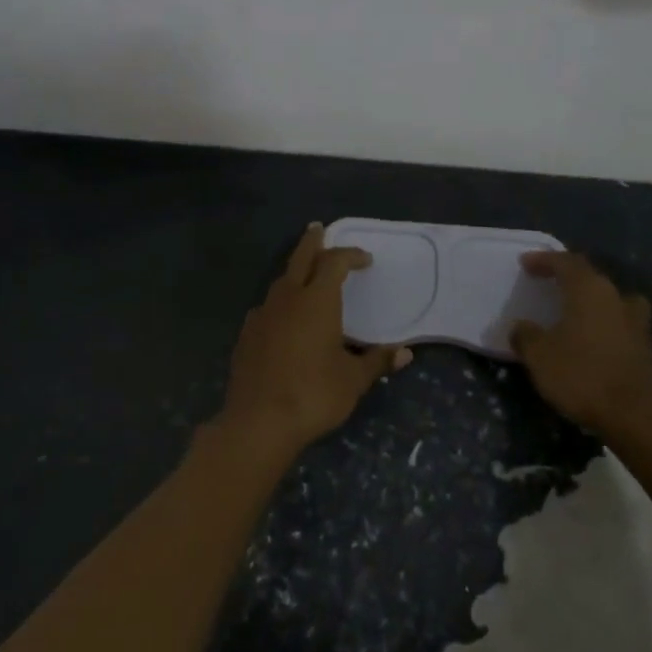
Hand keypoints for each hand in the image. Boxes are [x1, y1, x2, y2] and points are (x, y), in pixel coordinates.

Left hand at [218, 224, 412, 452]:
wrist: (258, 422)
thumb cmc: (313, 395)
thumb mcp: (353, 380)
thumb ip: (377, 361)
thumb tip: (405, 353)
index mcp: (317, 300)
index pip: (335, 263)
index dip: (350, 255)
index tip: (364, 259)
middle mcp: (288, 298)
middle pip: (301, 258)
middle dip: (312, 242)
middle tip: (318, 229)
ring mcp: (262, 315)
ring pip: (280, 282)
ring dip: (295, 272)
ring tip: (305, 275)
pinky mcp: (246, 335)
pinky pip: (266, 308)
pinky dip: (279, 303)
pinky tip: (281, 318)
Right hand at [510, 251, 651, 435]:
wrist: (637, 416)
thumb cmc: (583, 375)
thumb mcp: (540, 356)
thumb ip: (526, 336)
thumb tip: (521, 327)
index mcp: (589, 289)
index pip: (565, 262)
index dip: (544, 260)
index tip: (526, 263)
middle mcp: (615, 296)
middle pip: (589, 277)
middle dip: (567, 278)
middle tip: (547, 283)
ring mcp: (635, 321)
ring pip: (609, 299)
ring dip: (590, 300)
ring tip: (574, 310)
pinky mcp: (645, 347)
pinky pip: (618, 322)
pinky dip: (602, 324)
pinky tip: (591, 339)